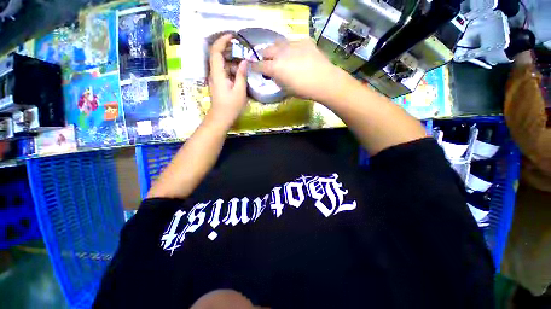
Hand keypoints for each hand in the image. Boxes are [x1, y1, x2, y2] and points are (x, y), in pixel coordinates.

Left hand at [207, 34, 248, 129]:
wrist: (221, 118)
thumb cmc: (231, 106)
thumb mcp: (239, 91)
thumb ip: (241, 75)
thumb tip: (244, 61)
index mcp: (217, 73)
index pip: (215, 51)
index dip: (222, 40)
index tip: (232, 36)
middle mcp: (214, 73)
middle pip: (218, 55)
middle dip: (228, 49)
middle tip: (242, 49)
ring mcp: (215, 78)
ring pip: (222, 64)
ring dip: (232, 61)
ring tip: (244, 62)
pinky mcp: (218, 83)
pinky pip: (224, 71)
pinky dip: (232, 69)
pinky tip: (240, 73)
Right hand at [251, 39, 345, 101]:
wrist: (324, 81)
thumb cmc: (303, 90)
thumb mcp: (286, 89)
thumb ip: (277, 79)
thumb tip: (273, 75)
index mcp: (275, 67)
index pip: (258, 65)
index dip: (255, 67)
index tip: (254, 68)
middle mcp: (280, 53)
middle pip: (266, 50)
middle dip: (265, 57)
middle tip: (271, 63)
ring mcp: (292, 44)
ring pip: (279, 43)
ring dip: (278, 51)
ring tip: (284, 57)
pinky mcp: (304, 41)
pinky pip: (293, 43)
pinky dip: (293, 49)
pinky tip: (299, 56)